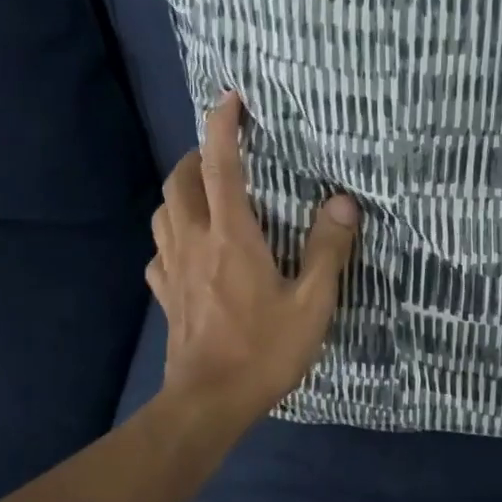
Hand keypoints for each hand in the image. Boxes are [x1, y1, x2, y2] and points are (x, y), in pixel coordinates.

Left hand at [147, 92, 360, 434]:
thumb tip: (342, 201)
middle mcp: (194, 241)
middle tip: (224, 155)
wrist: (209, 402)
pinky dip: (172, 235)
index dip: (222, 126)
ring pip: (163, 211)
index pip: (220, 165)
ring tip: (206, 193)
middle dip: (196, 155)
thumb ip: (328, 249)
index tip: (231, 99)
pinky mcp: (165, 294)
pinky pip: (159, 250)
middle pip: (179, 180)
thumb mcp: (312, 302)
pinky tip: (189, 248)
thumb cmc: (264, 350)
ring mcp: (172, 268)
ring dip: (180, 191)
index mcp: (231, 235)